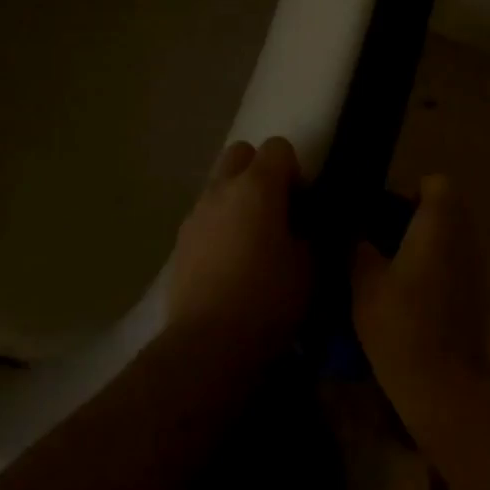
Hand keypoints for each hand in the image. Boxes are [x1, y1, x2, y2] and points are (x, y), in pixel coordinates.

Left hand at [168, 137, 310, 362]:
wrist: (209, 342)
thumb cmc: (268, 298)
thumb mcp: (309, 266)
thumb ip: (308, 233)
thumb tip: (302, 225)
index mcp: (257, 186)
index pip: (278, 147)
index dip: (295, 169)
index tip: (302, 201)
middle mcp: (222, 189)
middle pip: (241, 154)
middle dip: (260, 171)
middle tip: (276, 209)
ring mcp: (196, 213)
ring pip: (219, 185)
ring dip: (238, 198)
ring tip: (252, 239)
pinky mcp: (180, 240)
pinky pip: (206, 216)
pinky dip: (220, 224)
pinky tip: (230, 261)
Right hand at [351, 176, 489, 403]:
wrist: (443, 382)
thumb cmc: (400, 322)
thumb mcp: (364, 281)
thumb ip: (359, 247)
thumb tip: (357, 235)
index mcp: (439, 223)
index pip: (436, 183)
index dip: (411, 192)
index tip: (385, 214)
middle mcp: (465, 237)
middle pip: (447, 209)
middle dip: (417, 218)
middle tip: (384, 241)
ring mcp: (478, 266)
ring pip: (454, 238)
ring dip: (429, 245)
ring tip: (395, 270)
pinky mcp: (481, 294)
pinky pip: (458, 265)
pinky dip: (440, 270)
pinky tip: (414, 297)